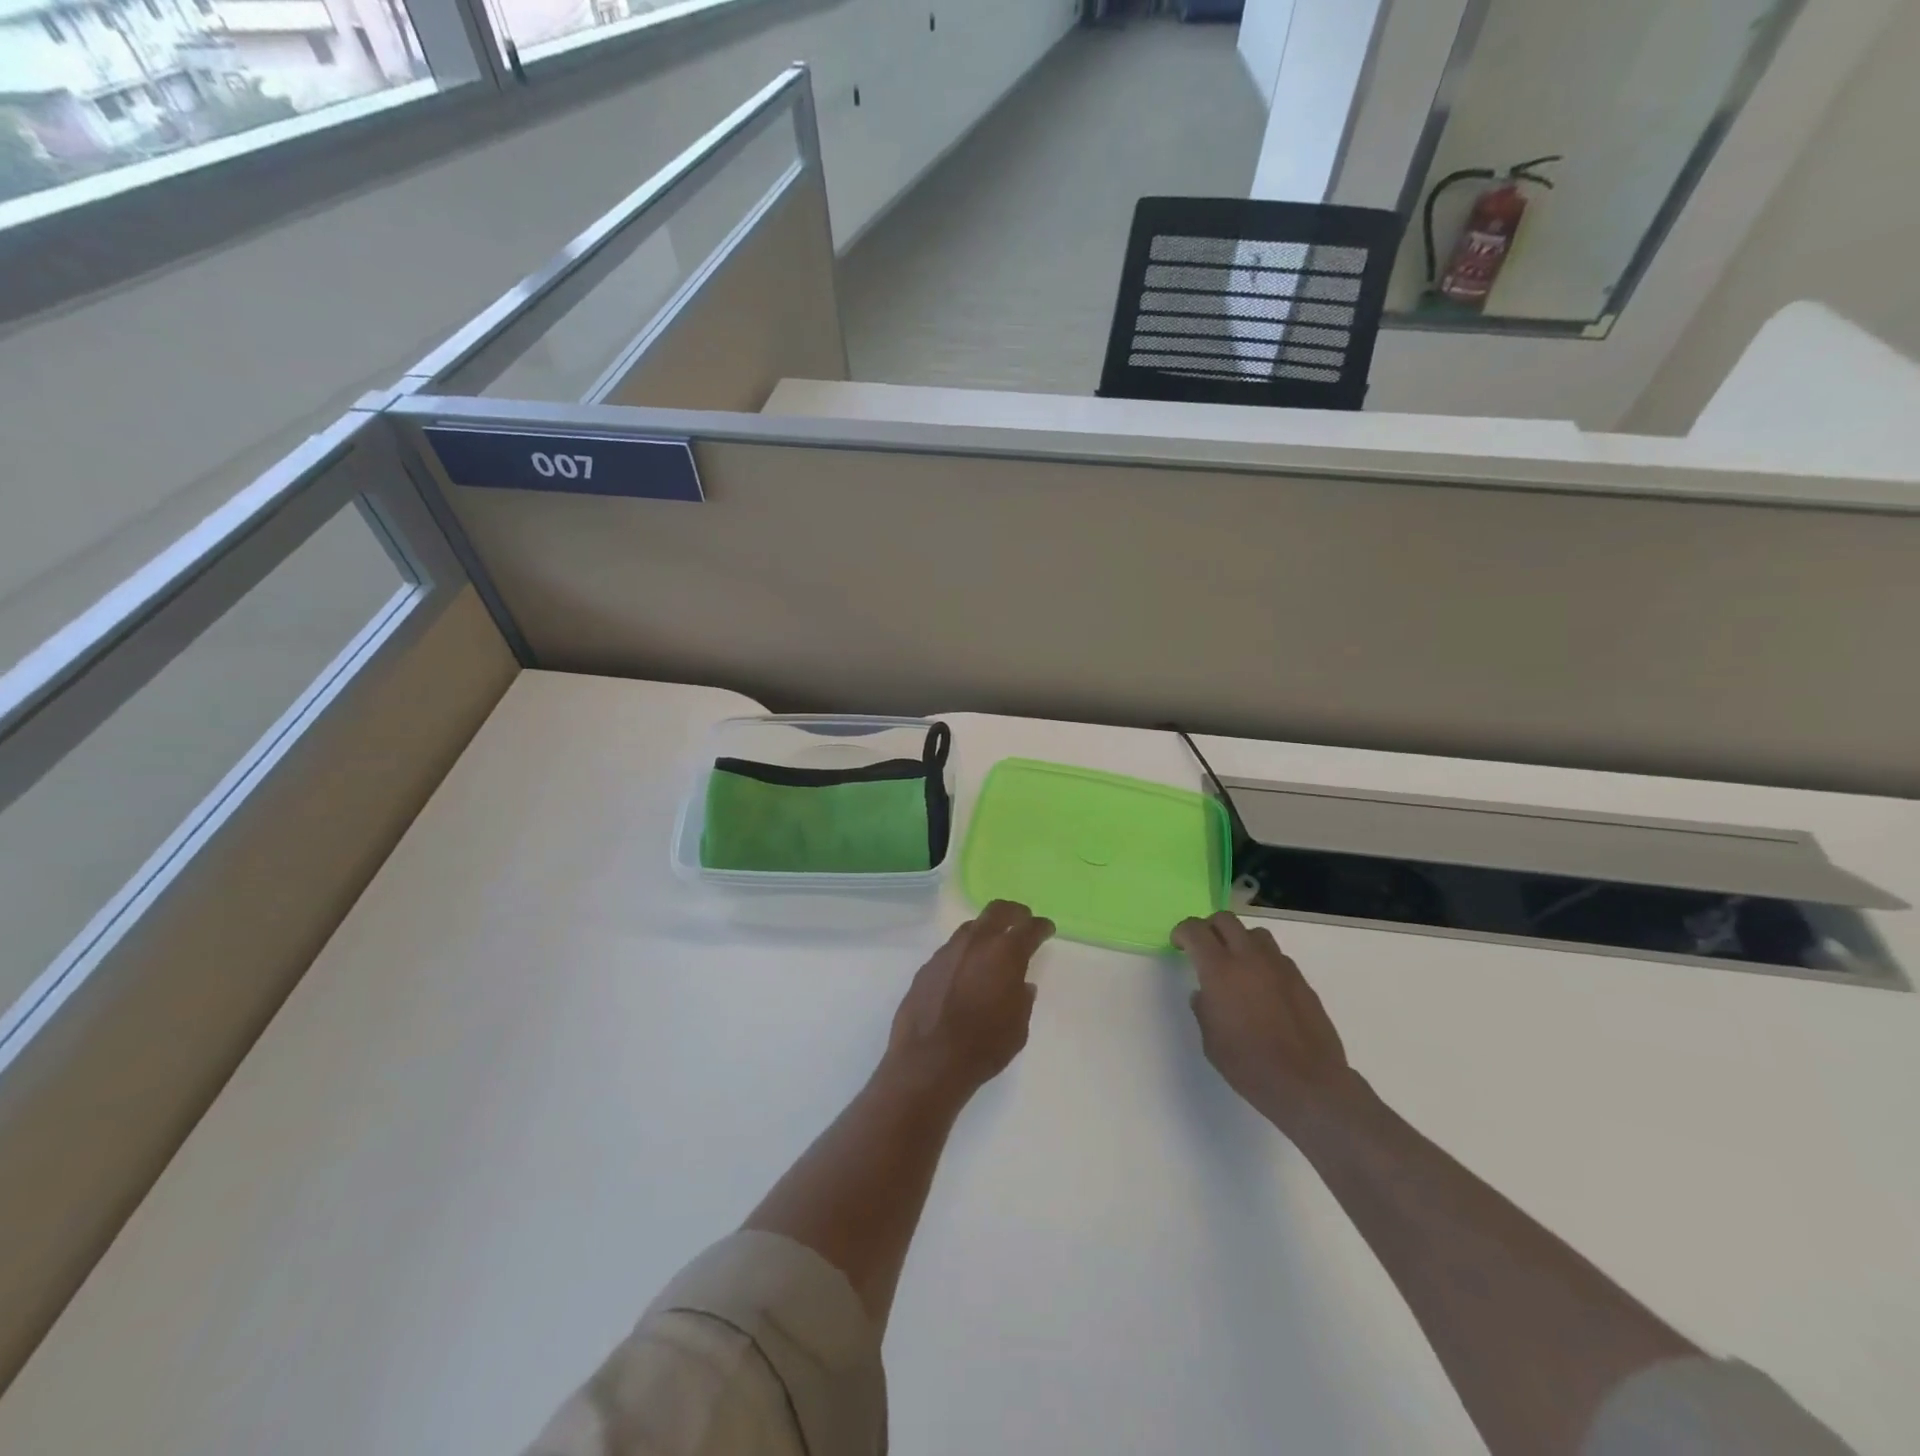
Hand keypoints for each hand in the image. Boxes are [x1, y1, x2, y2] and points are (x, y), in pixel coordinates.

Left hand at [880, 901, 1053, 1107]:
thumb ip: (1023, 999)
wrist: (928, 1060)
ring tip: (993, 946)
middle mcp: (976, 942)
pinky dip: (965, 953)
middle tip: (1023, 919)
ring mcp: (948, 951)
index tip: (1046, 928)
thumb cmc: (984, 1046)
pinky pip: (952, 949)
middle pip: (998, 910)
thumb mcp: (1018, 1027)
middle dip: (1014, 912)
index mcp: (1005, 954)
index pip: (1030, 928)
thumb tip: (1022, 984)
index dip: (1041, 926)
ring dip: (986, 931)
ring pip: (971, 927)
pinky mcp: (928, 965)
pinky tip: (966, 971)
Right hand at [1172, 912, 1360, 1135]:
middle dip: (1209, 928)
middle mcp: (1249, 958)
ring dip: (1239, 940)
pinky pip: (1276, 956)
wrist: (1308, 1083)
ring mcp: (1279, 966)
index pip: (1195, 930)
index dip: (1182, 932)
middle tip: (1203, 948)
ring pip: (1254, 933)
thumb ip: (1204, 1008)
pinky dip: (1263, 961)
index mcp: (1219, 970)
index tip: (1178, 945)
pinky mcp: (1301, 980)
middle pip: (1225, 920)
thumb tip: (1205, 993)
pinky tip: (1263, 987)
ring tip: (1236, 964)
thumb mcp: (1210, 1040)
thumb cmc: (1249, 1065)